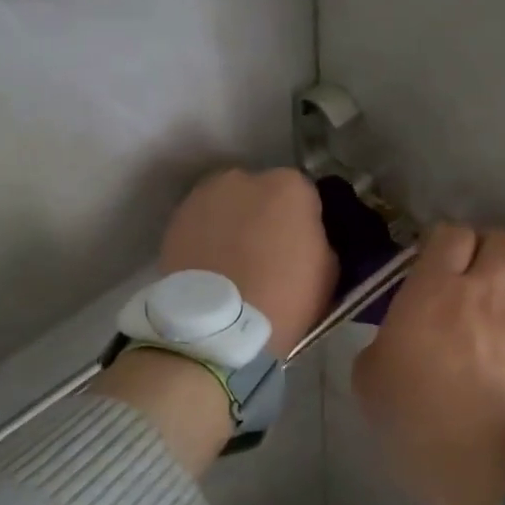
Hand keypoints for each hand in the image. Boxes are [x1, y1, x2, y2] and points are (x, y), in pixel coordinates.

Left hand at [159, 167, 337, 358]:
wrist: (219, 327)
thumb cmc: (285, 297)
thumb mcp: (329, 271)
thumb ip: (319, 240)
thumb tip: (306, 238)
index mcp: (290, 186)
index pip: (305, 195)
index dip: (304, 222)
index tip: (301, 246)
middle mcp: (245, 178)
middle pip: (262, 193)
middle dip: (265, 215)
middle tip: (266, 253)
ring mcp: (204, 196)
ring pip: (228, 205)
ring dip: (233, 223)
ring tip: (234, 261)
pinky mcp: (175, 219)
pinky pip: (201, 224)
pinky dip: (206, 238)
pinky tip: (211, 266)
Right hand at [353, 223, 504, 504]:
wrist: (478, 458)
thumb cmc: (412, 415)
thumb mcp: (369, 376)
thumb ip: (383, 341)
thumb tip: (396, 337)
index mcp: (433, 289)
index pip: (451, 233)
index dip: (444, 241)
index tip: (432, 261)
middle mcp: (481, 289)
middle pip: (499, 238)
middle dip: (485, 247)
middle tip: (468, 272)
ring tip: (493, 298)